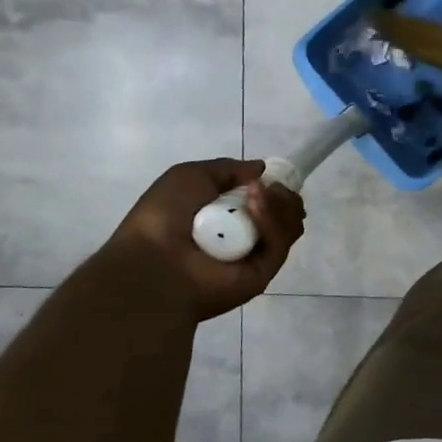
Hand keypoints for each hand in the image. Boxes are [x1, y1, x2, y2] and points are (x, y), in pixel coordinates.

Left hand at [109, 160, 305, 320]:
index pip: (268, 200)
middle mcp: (245, 236)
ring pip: (289, 226)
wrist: (153, 262)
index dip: (275, 186)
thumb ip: (227, 169)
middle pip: (285, 212)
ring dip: (278, 204)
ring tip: (257, 194)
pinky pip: (279, 243)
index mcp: (227, 216)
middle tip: (270, 187)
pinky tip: (255, 206)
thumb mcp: (189, 176)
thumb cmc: (162, 216)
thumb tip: (262, 169)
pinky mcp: (264, 273)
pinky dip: (272, 221)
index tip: (274, 176)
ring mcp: (256, 255)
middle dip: (283, 195)